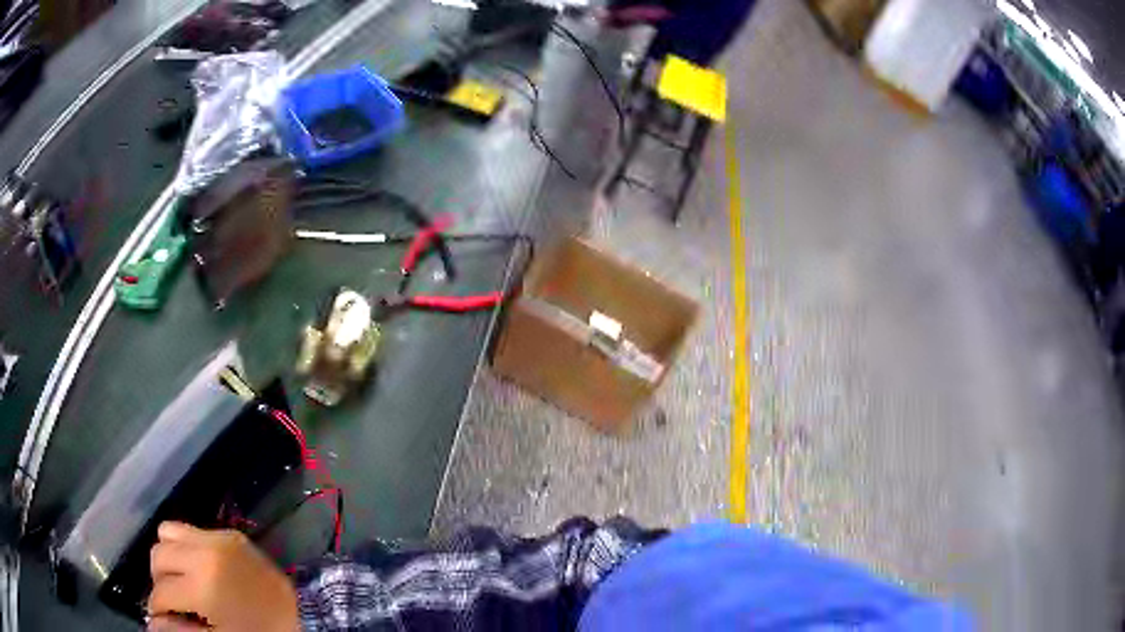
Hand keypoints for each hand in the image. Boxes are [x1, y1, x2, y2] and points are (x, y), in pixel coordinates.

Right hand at [148, 521, 297, 631]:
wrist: (303, 617)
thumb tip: (151, 623)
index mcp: (202, 587)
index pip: (160, 592)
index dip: (157, 608)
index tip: (162, 617)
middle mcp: (203, 554)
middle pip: (157, 556)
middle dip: (159, 580)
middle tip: (171, 599)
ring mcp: (217, 538)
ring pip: (167, 533)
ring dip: (168, 557)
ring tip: (180, 579)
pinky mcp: (229, 533)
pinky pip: (190, 529)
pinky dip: (185, 545)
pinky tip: (197, 567)